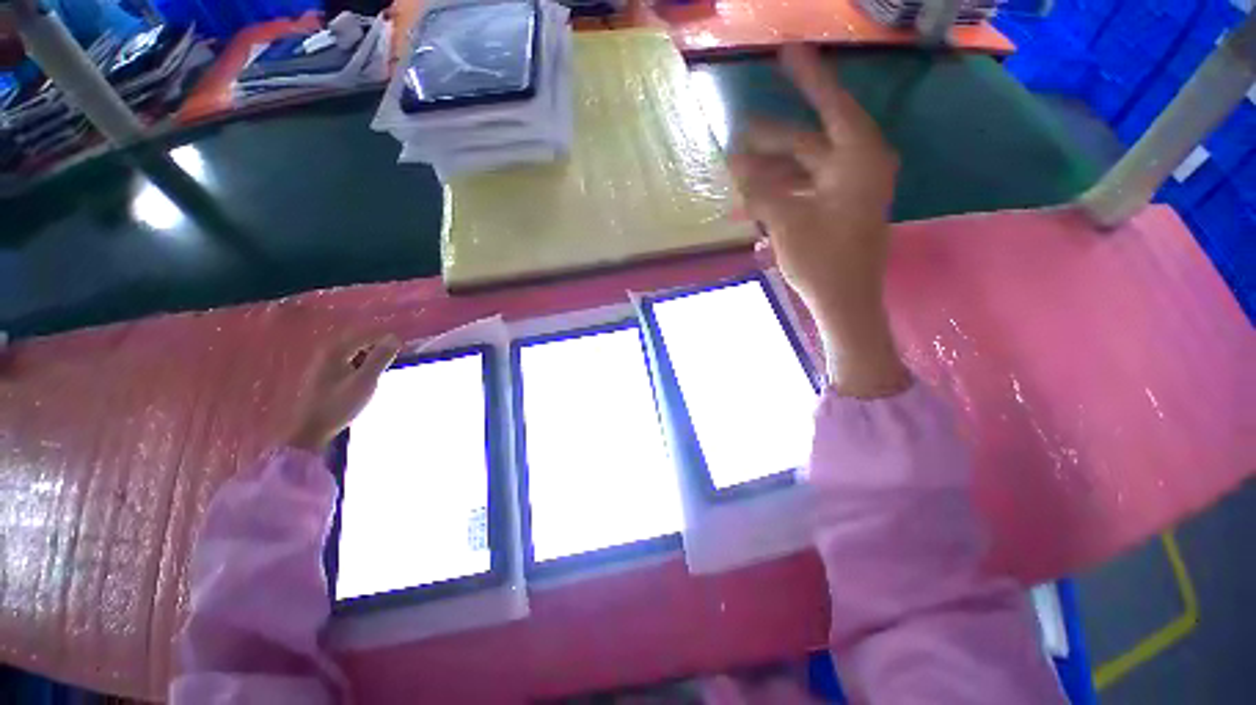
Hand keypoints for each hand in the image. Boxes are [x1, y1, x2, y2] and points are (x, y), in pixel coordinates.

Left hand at [286, 334, 401, 451]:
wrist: (311, 430)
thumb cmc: (339, 405)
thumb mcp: (365, 381)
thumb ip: (380, 357)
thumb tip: (394, 338)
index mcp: (336, 350)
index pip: (368, 335)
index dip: (388, 340)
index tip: (405, 349)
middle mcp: (328, 352)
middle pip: (360, 340)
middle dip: (379, 347)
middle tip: (395, 359)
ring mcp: (324, 363)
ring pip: (355, 351)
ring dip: (371, 356)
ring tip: (383, 369)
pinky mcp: (324, 374)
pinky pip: (349, 360)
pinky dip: (362, 364)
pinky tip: (367, 377)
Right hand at [728, 44, 908, 397]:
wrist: (844, 303)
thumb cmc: (823, 261)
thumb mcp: (787, 221)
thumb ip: (761, 188)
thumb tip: (735, 165)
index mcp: (857, 160)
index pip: (831, 105)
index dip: (808, 78)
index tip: (786, 52)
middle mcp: (856, 167)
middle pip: (809, 141)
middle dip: (772, 138)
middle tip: (739, 130)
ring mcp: (846, 190)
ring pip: (802, 168)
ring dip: (770, 170)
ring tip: (735, 169)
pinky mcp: (835, 210)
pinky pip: (803, 190)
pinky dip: (779, 192)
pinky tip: (752, 198)